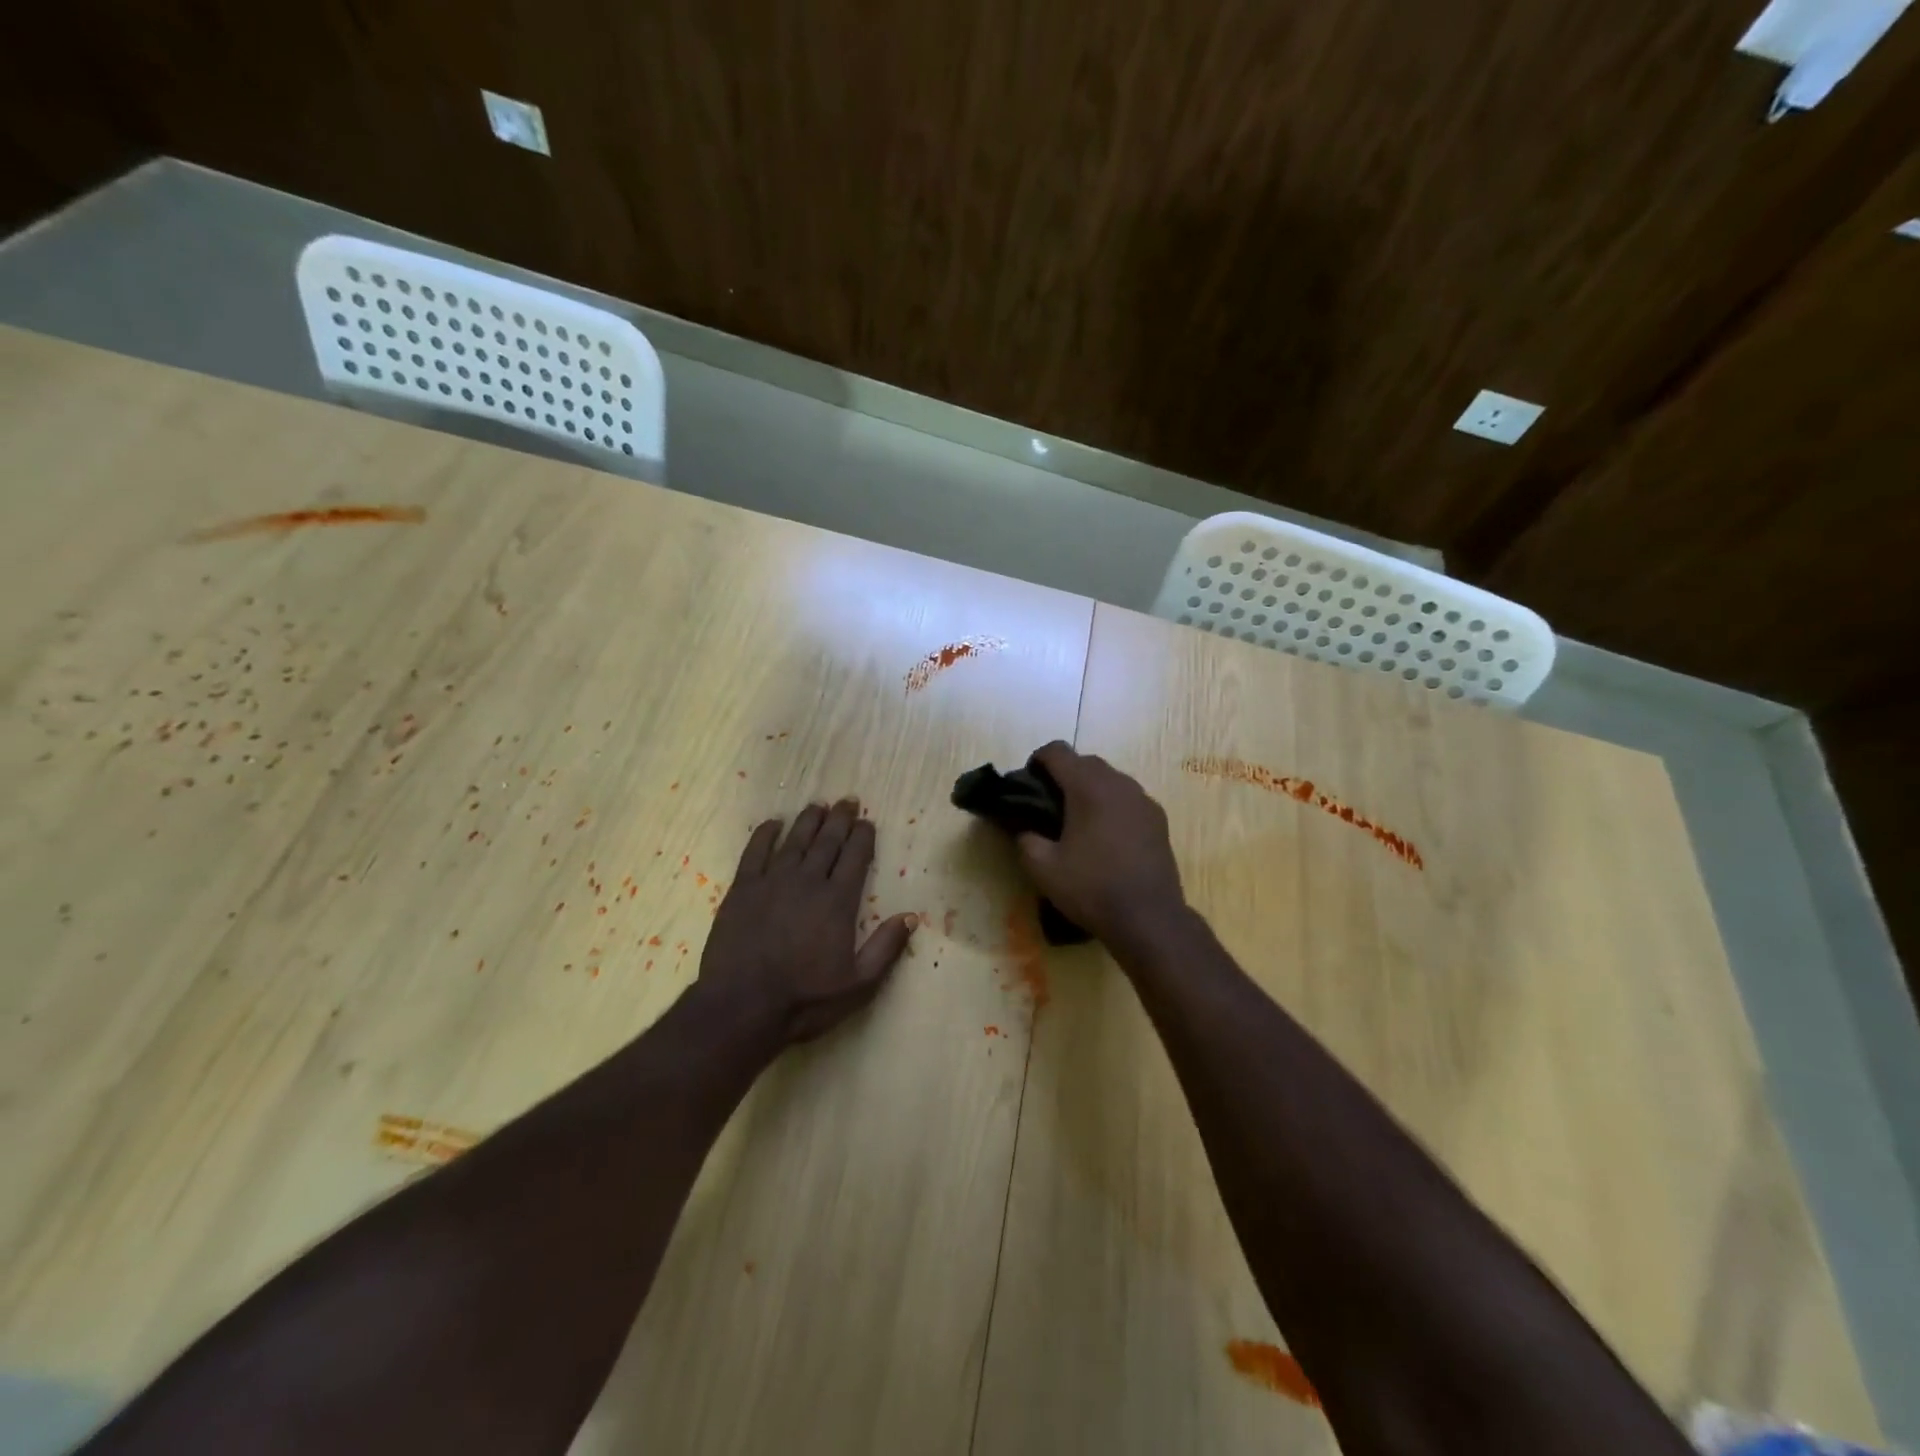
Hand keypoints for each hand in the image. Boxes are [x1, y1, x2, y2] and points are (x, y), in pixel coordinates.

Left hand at [698, 799, 916, 1045]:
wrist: (742, 1006)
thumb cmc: (804, 999)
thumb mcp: (858, 984)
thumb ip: (886, 948)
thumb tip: (911, 916)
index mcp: (838, 901)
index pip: (855, 857)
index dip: (863, 836)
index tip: (867, 821)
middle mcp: (808, 881)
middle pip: (827, 841)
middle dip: (840, 819)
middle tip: (847, 801)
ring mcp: (772, 881)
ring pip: (795, 840)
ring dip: (809, 820)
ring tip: (818, 805)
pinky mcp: (743, 889)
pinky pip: (755, 852)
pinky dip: (765, 834)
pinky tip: (773, 823)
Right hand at [1017, 742, 1186, 947]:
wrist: (1149, 918)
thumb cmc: (1091, 888)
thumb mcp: (1043, 868)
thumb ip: (1025, 839)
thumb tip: (1023, 828)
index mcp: (1088, 787)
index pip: (1057, 751)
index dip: (1037, 761)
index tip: (1028, 785)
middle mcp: (1119, 783)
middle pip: (1085, 761)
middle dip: (1063, 775)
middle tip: (1048, 806)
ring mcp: (1143, 800)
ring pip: (1109, 779)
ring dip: (1089, 789)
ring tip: (1077, 822)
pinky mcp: (1158, 819)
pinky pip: (1127, 798)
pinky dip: (1111, 805)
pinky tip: (1105, 837)